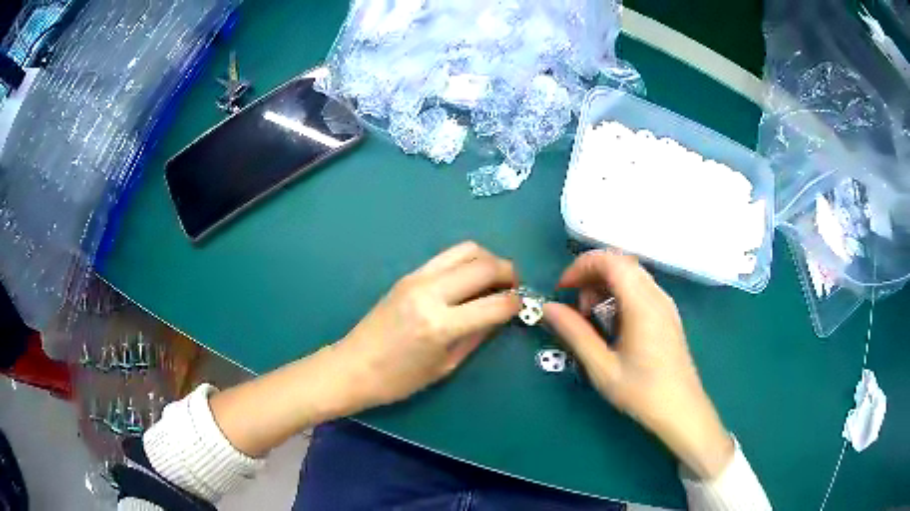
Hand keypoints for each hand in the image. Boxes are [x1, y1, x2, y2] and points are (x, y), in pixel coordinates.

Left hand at [335, 241, 521, 408]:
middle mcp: (431, 292)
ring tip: (494, 279)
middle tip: (514, 287)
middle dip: (508, 272)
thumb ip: (477, 336)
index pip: (495, 303)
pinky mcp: (408, 274)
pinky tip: (469, 280)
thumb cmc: (399, 379)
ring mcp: (417, 278)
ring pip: (466, 250)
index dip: (516, 303)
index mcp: (441, 325)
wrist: (354, 366)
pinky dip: (467, 262)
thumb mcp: (445, 366)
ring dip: (488, 260)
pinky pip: (447, 256)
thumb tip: (501, 314)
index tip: (523, 306)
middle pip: (484, 265)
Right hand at [543, 250, 733, 479]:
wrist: (681, 410)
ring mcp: (665, 304)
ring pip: (631, 275)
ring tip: (591, 317)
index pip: (610, 261)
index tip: (562, 289)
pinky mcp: (667, 314)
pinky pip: (640, 289)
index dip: (581, 266)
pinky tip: (613, 323)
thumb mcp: (602, 367)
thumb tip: (548, 308)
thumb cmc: (642, 391)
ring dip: (605, 285)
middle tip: (576, 306)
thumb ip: (575, 333)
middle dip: (591, 276)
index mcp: (642, 304)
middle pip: (621, 263)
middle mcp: (656, 295)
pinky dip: (619, 294)